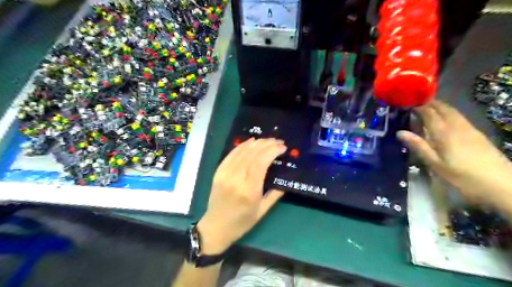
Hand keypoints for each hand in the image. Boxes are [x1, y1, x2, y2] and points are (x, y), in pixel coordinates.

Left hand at [197, 138, 286, 254]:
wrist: (216, 227)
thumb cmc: (242, 222)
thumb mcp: (262, 211)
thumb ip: (275, 193)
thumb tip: (285, 178)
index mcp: (249, 190)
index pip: (261, 162)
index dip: (272, 151)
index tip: (282, 147)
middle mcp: (236, 178)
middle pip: (252, 154)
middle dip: (267, 144)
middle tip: (278, 141)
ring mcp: (225, 174)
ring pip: (242, 152)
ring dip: (256, 143)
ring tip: (268, 140)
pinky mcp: (219, 172)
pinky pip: (231, 154)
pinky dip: (242, 146)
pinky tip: (251, 141)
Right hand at [398, 100, 511, 202]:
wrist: (502, 185)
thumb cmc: (463, 177)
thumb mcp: (436, 164)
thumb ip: (419, 146)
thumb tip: (400, 132)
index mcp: (444, 133)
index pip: (429, 113)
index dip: (418, 106)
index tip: (406, 104)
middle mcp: (457, 126)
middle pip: (443, 108)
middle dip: (429, 103)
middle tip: (415, 104)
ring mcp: (469, 129)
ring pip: (453, 111)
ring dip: (439, 107)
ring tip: (427, 109)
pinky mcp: (477, 134)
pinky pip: (459, 117)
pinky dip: (448, 113)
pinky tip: (444, 120)